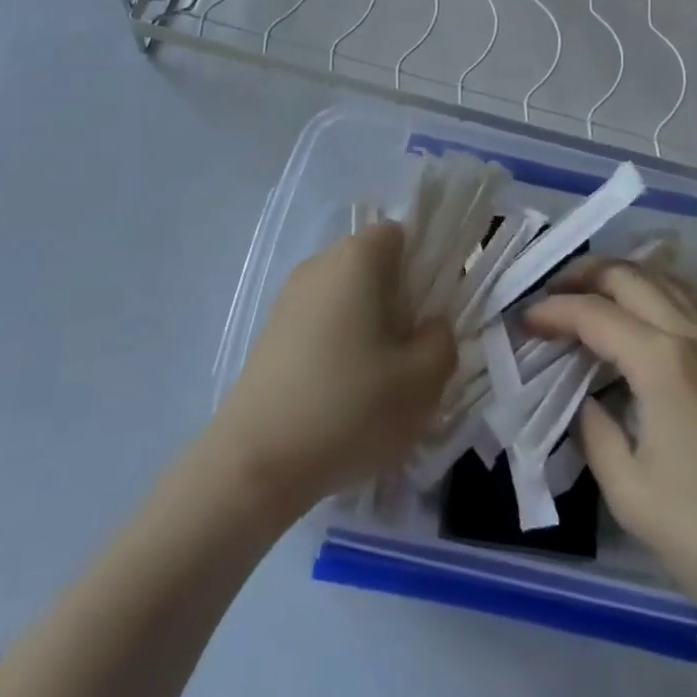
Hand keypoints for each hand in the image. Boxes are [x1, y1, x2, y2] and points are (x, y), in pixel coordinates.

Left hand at [212, 222, 454, 517]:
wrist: (255, 462)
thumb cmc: (347, 408)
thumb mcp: (421, 382)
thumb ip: (442, 341)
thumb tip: (431, 326)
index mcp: (356, 258)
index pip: (400, 234)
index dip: (423, 266)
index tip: (431, 313)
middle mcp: (320, 264)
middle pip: (373, 266)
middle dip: (399, 301)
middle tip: (411, 354)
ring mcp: (289, 297)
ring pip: (347, 297)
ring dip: (369, 328)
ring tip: (379, 383)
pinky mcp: (271, 332)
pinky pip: (321, 322)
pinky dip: (339, 347)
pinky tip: (342, 396)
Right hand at [525, 263, 696, 634]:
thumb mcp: (631, 494)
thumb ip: (594, 434)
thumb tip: (588, 402)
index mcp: (662, 362)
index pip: (594, 314)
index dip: (553, 312)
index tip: (524, 320)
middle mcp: (692, 335)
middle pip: (630, 276)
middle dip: (584, 275)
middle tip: (551, 293)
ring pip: (664, 279)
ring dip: (621, 276)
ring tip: (589, 292)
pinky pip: (689, 300)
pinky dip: (655, 290)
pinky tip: (643, 313)